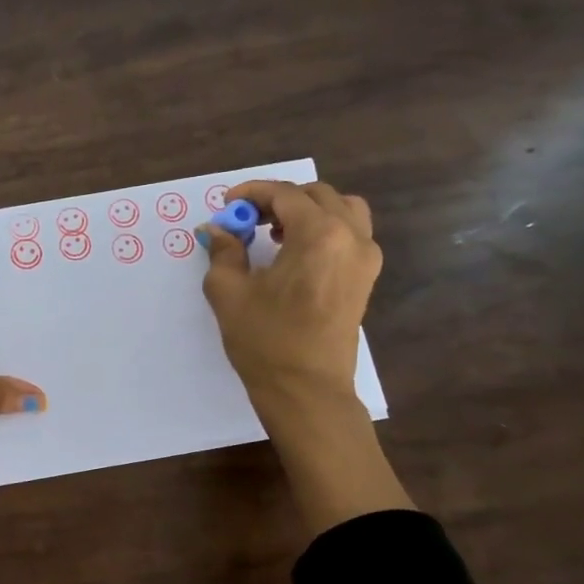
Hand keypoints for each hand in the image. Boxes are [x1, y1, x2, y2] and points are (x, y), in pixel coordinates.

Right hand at [199, 180, 412, 533]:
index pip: (285, 195)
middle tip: (246, 219)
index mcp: (319, 235)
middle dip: (278, 200)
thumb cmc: (265, 341)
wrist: (307, 391)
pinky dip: (325, 228)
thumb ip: (223, 252)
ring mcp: (365, 258)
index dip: (252, 193)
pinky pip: (351, 234)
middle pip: (316, 196)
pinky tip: (296, 253)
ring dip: (307, 210)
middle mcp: (350, 237)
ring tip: (276, 232)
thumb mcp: (229, 293)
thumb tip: (217, 230)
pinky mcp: (366, 278)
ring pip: (341, 209)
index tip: (227, 205)